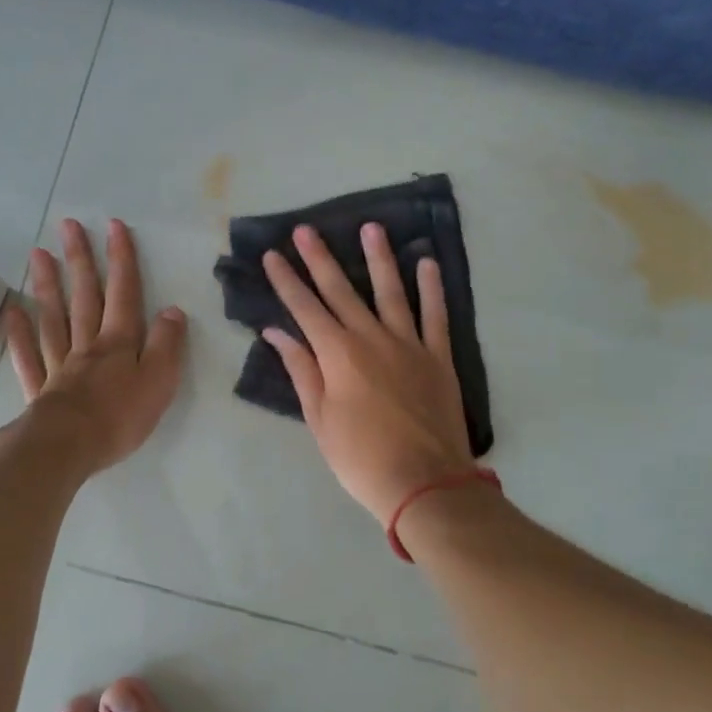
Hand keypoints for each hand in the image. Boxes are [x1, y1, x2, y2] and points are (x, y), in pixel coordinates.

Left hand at [2, 218, 186, 474]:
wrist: (67, 447)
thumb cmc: (119, 417)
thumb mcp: (159, 382)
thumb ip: (166, 345)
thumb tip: (173, 311)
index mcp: (119, 343)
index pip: (124, 294)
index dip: (121, 260)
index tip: (114, 226)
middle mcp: (87, 345)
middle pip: (84, 296)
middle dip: (81, 260)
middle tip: (68, 226)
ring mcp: (59, 364)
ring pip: (53, 318)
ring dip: (47, 285)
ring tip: (38, 254)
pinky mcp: (40, 388)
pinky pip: (27, 355)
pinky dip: (20, 332)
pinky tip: (13, 311)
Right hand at [262, 222, 475, 522]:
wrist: (424, 483)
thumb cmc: (360, 458)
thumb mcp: (320, 419)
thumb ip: (301, 370)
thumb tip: (278, 333)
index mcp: (338, 354)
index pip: (304, 308)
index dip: (286, 280)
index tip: (272, 255)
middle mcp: (371, 338)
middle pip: (341, 291)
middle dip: (320, 258)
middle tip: (306, 229)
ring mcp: (409, 344)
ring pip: (391, 292)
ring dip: (379, 258)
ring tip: (371, 227)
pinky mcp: (438, 357)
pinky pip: (435, 316)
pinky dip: (432, 289)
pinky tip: (427, 263)